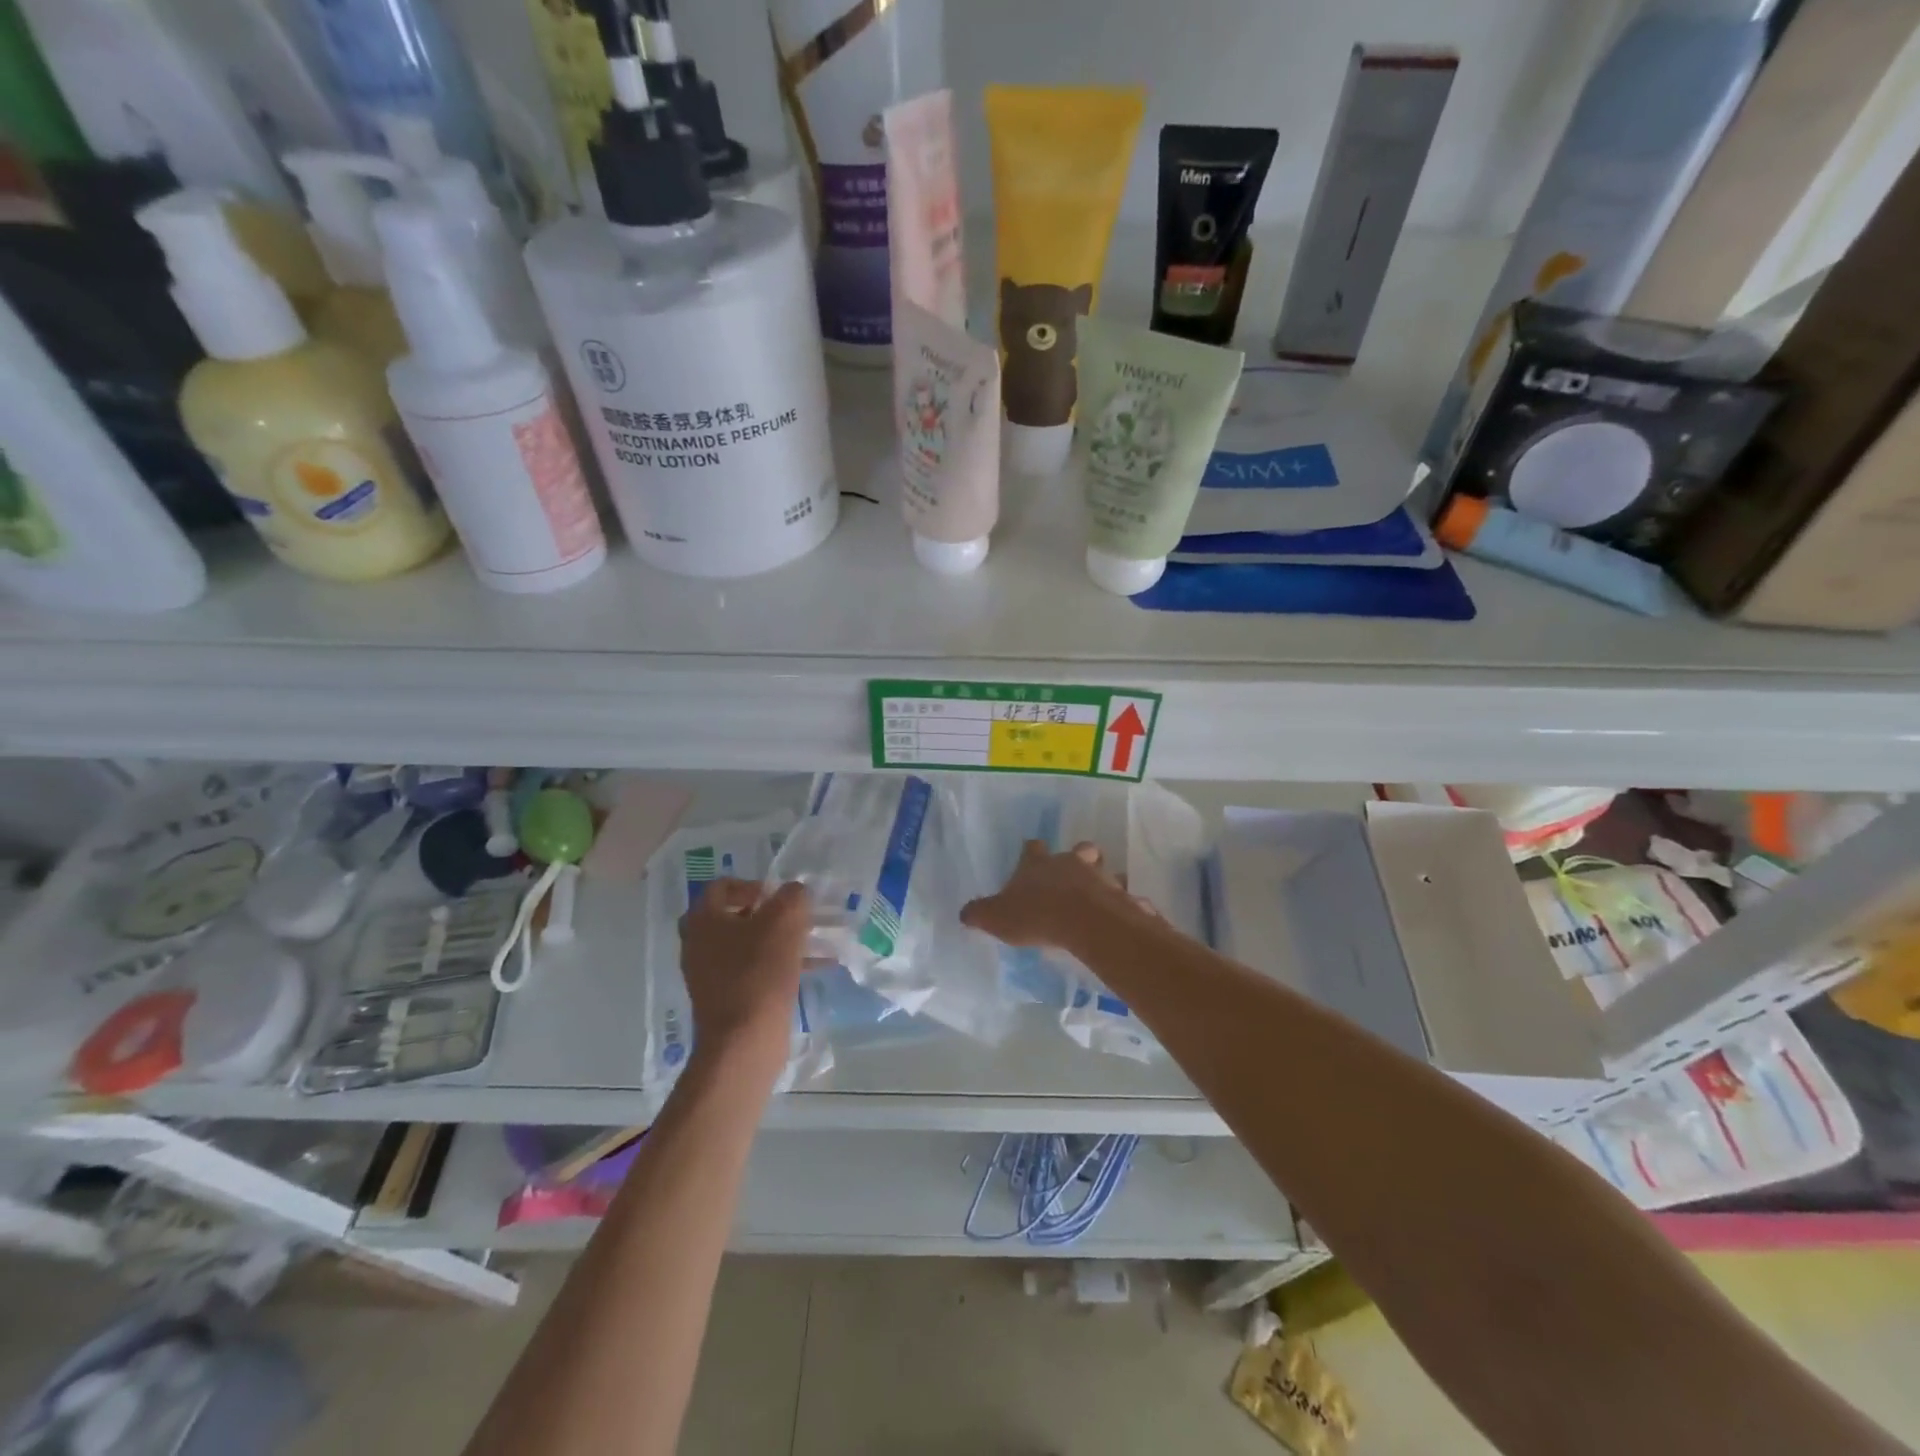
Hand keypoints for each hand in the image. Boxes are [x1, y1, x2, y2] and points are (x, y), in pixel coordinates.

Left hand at [679, 879, 809, 1068]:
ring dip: (781, 939)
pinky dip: (781, 964)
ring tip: (816, 940)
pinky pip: (755, 971)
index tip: (779, 895)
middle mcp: (699, 945)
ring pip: (749, 945)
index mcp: (702, 920)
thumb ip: (792, 896)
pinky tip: (817, 966)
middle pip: (735, 916)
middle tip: (794, 916)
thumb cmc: (759, 971)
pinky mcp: (727, 999)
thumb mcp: (784, 921)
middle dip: (769, 913)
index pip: (721, 886)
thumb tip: (795, 892)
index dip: (753, 884)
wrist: (744, 1041)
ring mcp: (711, 975)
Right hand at [960, 840, 1137, 949]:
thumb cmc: (1036, 915)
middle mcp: (1070, 863)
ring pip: (1104, 870)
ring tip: (1098, 898)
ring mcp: (1100, 877)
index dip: (1031, 852)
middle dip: (1077, 858)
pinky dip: (1124, 904)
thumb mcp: (997, 917)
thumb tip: (964, 913)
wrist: (1085, 922)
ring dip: (1102, 880)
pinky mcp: (1122, 896)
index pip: (1032, 848)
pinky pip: (1125, 897)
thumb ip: (980, 914)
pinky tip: (1119, 918)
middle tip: (1073, 875)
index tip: (1030, 855)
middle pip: (1078, 850)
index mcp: (1038, 864)